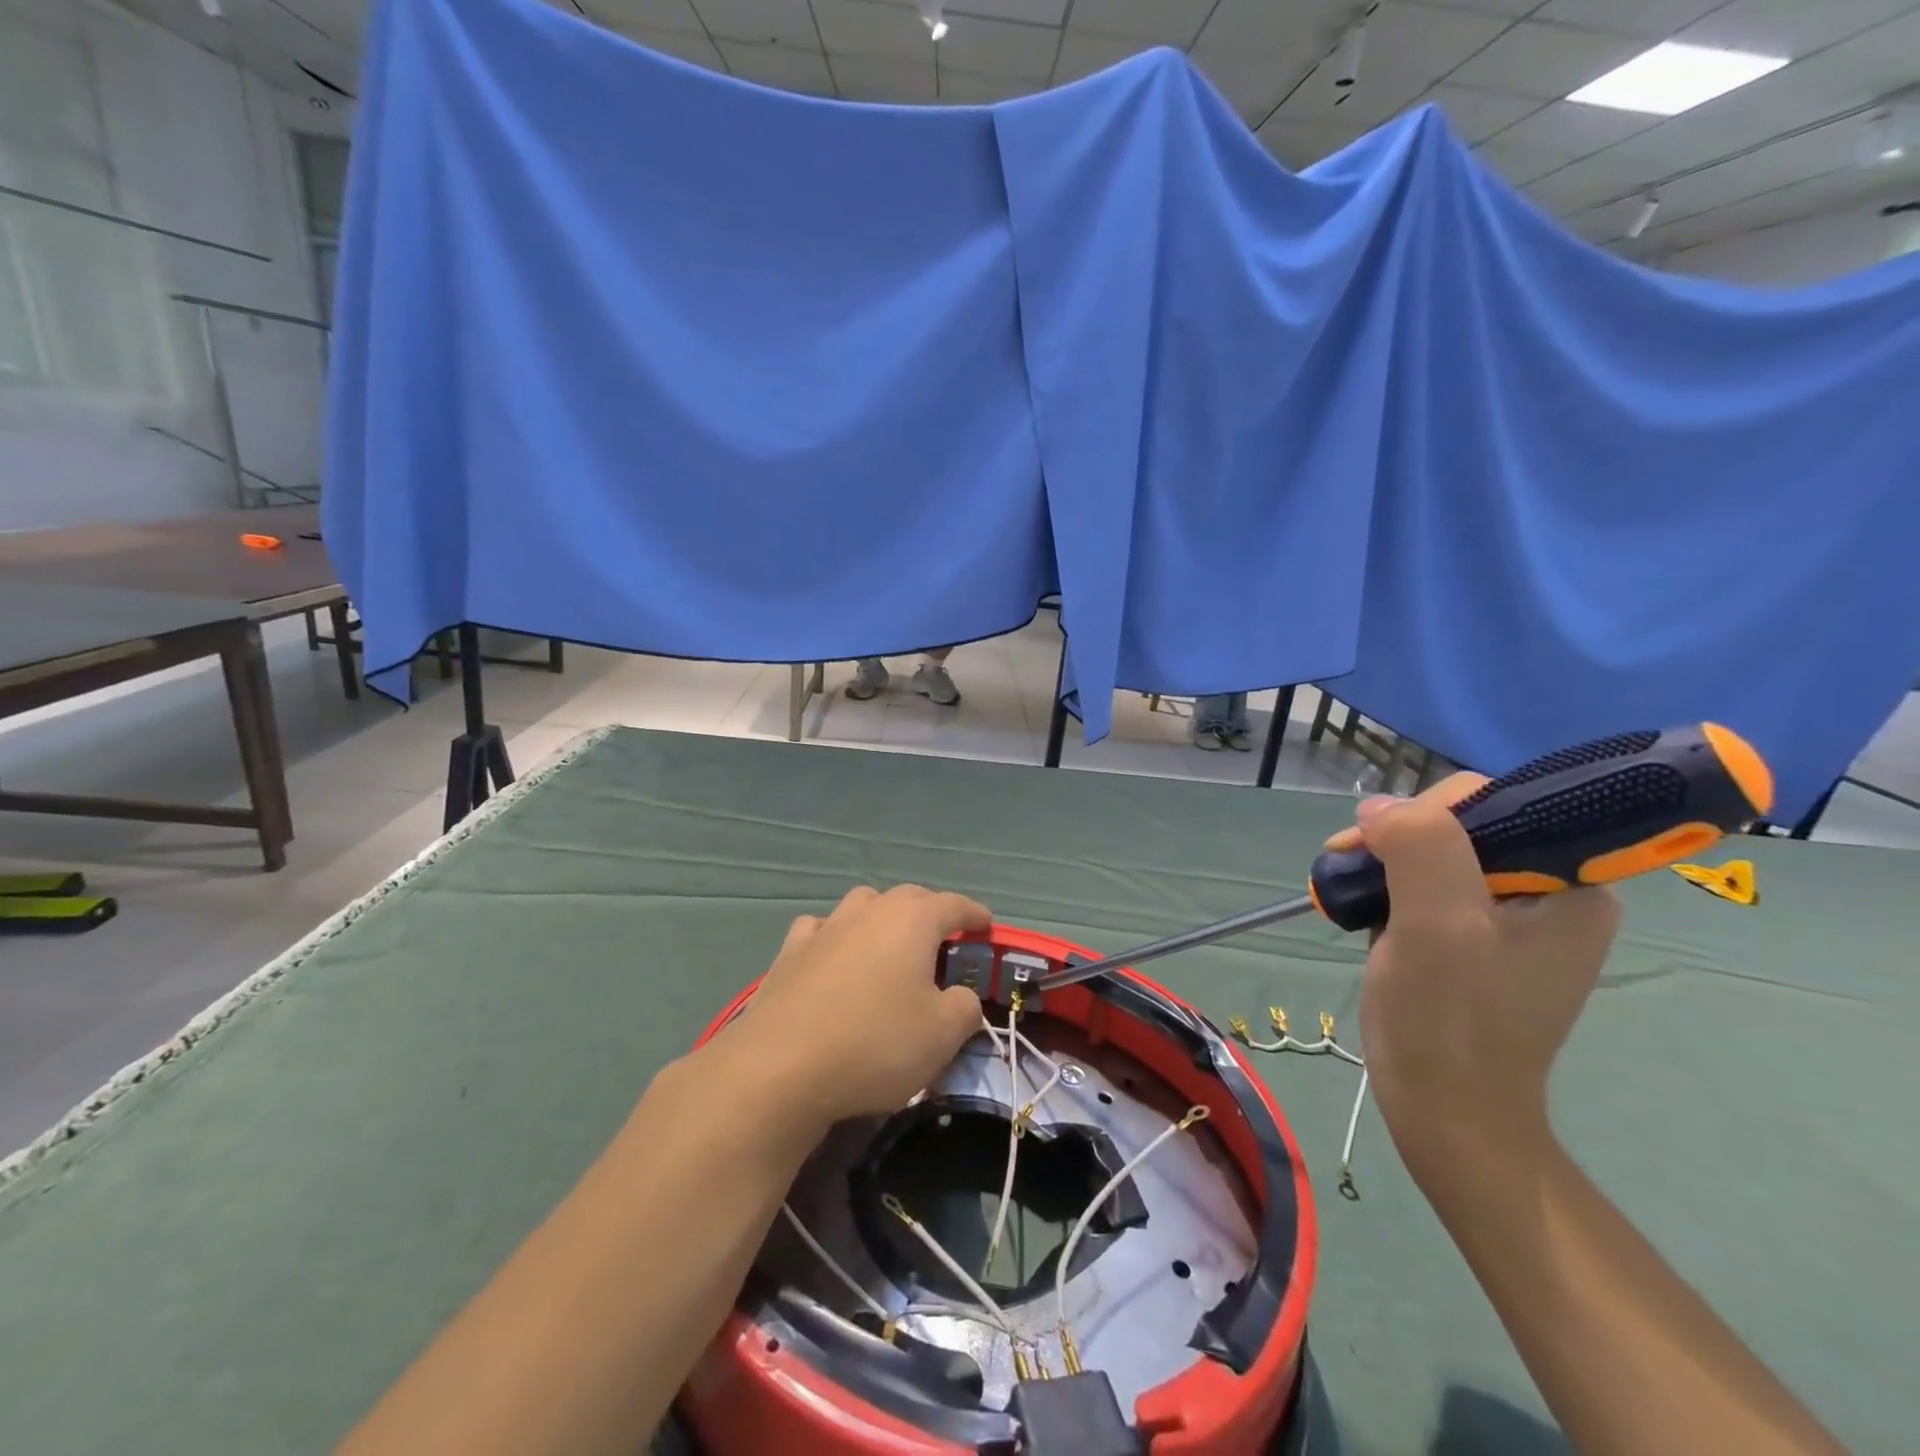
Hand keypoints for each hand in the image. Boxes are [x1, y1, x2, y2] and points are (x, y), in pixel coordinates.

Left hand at [726, 885, 991, 1127]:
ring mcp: (825, 927)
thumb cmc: (874, 1045)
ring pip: (863, 905)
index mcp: (912, 921)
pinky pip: (822, 929)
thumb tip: (960, 996)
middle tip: (944, 941)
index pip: (954, 905)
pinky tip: (835, 957)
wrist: (780, 1068)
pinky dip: (837, 936)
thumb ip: (965, 1007)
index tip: (987, 926)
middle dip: (931, 913)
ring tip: (890, 946)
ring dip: (883, 918)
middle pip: (909, 898)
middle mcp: (869, 911)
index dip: (975, 914)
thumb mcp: (942, 1035)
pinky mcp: (789, 952)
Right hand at [1324, 774, 1621, 1162]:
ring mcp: (1514, 919)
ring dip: (1388, 863)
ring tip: (1351, 891)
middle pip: (1464, 826)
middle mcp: (1553, 893)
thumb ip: (1419, 845)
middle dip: (1400, 839)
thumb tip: (1379, 808)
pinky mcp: (1477, 939)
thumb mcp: (1438, 923)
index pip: (1496, 805)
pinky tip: (1368, 909)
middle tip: (1348, 866)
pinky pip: (1430, 886)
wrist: (1447, 1113)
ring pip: (1440, 855)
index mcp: (1574, 885)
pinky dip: (1391, 888)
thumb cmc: (1450, 1021)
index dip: (1427, 812)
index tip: (1373, 842)